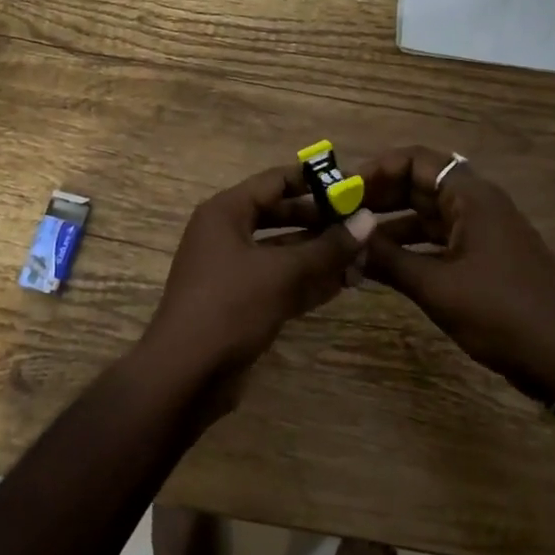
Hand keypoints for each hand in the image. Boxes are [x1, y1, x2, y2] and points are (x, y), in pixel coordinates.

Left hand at [134, 165, 362, 406]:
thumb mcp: (283, 273)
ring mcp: (232, 269)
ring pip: (283, 251)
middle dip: (322, 222)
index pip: (275, 181)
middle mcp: (227, 233)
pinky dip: (307, 281)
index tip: (353, 184)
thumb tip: (368, 219)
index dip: (314, 180)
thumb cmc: (230, 307)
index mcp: (226, 212)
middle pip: (280, 215)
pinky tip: (343, 284)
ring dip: (320, 255)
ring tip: (363, 257)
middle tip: (364, 224)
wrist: (185, 375)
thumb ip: (327, 247)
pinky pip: (279, 280)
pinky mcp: (241, 302)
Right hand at [357, 147, 554, 402]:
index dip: (377, 169)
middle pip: (419, 184)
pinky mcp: (484, 257)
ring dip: (391, 224)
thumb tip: (345, 240)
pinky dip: (410, 247)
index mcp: (471, 197)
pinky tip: (382, 265)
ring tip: (353, 241)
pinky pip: (438, 239)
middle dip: (379, 196)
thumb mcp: (436, 286)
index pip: (416, 160)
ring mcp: (483, 231)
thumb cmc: (500, 313)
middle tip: (340, 216)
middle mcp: (477, 204)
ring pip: (427, 214)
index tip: (345, 192)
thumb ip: (388, 259)